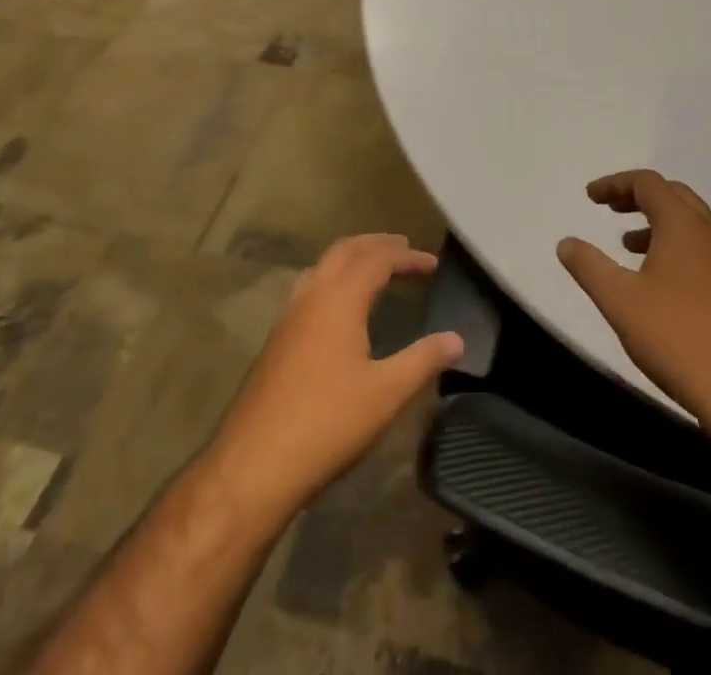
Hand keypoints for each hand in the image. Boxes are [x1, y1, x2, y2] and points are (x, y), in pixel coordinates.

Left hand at [206, 234, 462, 522]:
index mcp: (340, 298)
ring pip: (322, 266)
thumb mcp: (386, 394)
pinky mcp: (276, 340)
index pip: (378, 259)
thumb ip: (423, 360)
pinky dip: (333, 280)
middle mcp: (311, 295)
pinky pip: (309, 288)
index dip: (407, 257)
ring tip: (374, 270)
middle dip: (376, 245)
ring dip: (351, 258)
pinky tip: (340, 309)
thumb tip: (457, 339)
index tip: (432, 263)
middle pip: (345, 250)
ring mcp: (288, 316)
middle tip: (404, 249)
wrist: (253, 465)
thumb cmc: (327, 423)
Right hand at [558, 170, 710, 429]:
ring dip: (656, 222)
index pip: (648, 183)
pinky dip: (674, 245)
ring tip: (627, 244)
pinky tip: (658, 281)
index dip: (615, 183)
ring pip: (689, 223)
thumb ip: (589, 266)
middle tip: (610, 209)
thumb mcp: (619, 301)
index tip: (590, 196)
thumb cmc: (677, 337)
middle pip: (673, 195)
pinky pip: (700, 248)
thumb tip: (566, 243)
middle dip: (638, 196)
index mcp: (683, 225)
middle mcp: (710, 233)